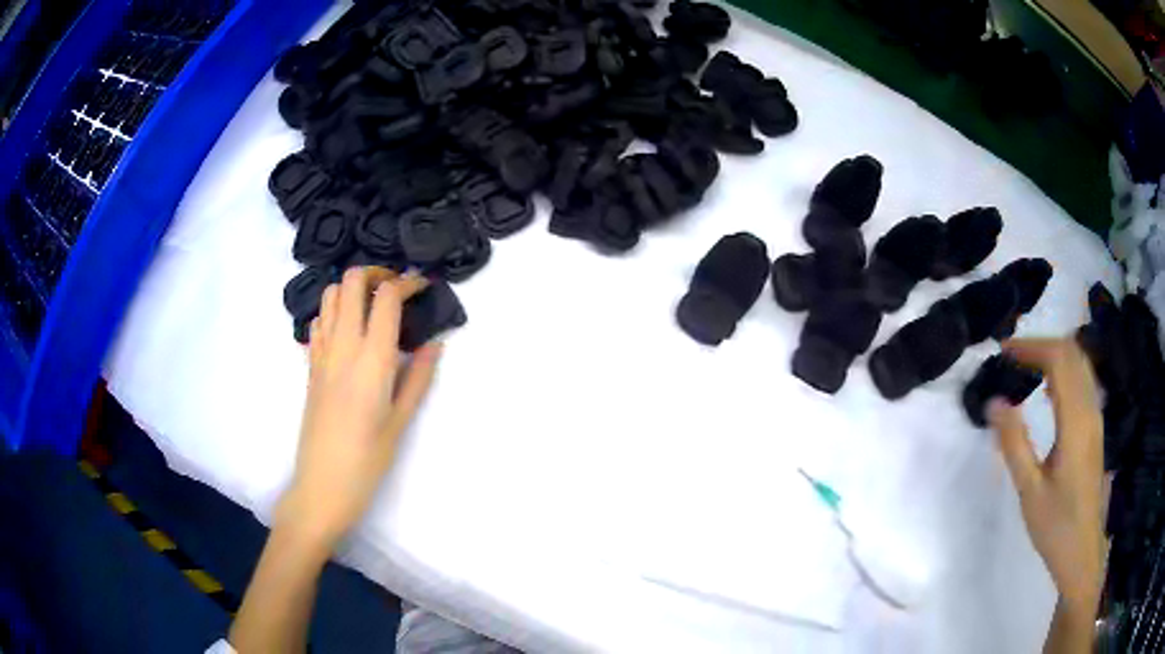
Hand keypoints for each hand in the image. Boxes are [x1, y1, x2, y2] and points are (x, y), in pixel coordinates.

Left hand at [277, 267, 442, 548]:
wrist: (321, 486)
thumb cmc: (368, 460)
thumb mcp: (401, 421)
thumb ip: (419, 377)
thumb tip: (435, 343)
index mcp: (372, 359)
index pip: (386, 297)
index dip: (408, 282)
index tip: (424, 285)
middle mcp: (343, 346)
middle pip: (351, 281)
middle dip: (376, 273)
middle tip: (397, 288)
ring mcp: (321, 354)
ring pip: (330, 295)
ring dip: (352, 288)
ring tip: (374, 305)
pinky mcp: (310, 366)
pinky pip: (318, 321)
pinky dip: (334, 310)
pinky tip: (349, 330)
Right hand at [989, 338, 1104, 614]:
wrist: (1082, 551)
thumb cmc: (1056, 526)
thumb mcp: (1030, 492)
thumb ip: (1014, 443)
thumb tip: (995, 401)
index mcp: (1076, 422)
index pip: (1059, 359)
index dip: (1032, 346)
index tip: (1004, 351)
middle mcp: (1091, 410)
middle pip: (1073, 353)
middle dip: (1042, 345)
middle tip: (1012, 357)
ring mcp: (1096, 418)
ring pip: (1080, 365)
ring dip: (1054, 356)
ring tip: (1027, 369)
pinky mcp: (1095, 429)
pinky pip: (1083, 383)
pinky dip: (1065, 373)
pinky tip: (1049, 392)